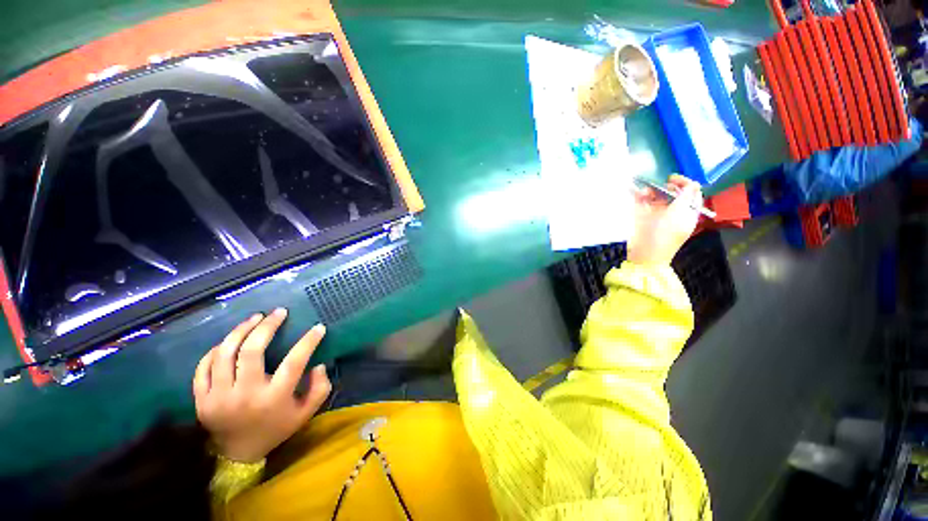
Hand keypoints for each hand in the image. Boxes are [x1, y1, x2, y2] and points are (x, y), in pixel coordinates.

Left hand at [193, 309, 331, 462]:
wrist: (237, 453)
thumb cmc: (276, 428)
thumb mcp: (305, 413)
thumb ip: (320, 389)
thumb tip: (319, 365)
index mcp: (274, 399)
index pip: (294, 362)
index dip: (308, 341)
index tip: (318, 327)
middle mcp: (245, 395)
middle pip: (252, 351)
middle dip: (267, 326)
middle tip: (279, 312)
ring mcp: (218, 397)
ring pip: (225, 353)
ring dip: (241, 330)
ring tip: (255, 318)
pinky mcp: (201, 398)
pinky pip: (204, 367)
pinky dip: (216, 350)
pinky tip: (229, 341)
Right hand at [627, 174, 702, 265]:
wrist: (644, 255)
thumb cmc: (664, 235)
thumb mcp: (679, 214)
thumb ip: (687, 197)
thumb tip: (693, 183)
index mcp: (687, 212)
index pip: (691, 193)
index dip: (683, 183)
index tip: (670, 179)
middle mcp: (673, 213)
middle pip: (671, 194)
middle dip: (663, 188)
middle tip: (655, 188)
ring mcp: (657, 216)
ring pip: (655, 198)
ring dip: (649, 192)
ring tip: (642, 193)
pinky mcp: (642, 219)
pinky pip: (642, 204)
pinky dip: (639, 198)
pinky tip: (636, 194)